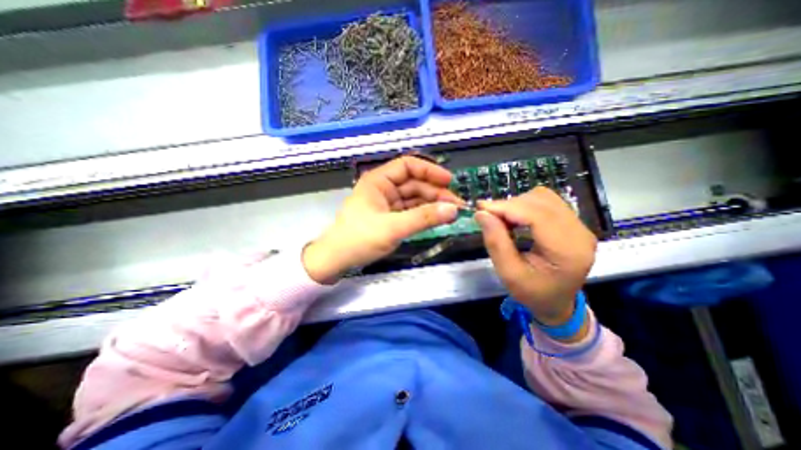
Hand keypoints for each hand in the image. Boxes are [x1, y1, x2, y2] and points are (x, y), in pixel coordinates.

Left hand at [303, 156, 463, 284]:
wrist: (337, 260)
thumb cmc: (359, 239)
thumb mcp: (393, 228)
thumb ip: (423, 218)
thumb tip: (453, 209)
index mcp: (379, 181)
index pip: (408, 166)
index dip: (429, 170)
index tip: (449, 181)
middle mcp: (384, 188)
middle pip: (414, 183)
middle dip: (435, 192)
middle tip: (456, 204)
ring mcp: (387, 203)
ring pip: (414, 198)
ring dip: (432, 204)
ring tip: (451, 213)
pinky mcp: (389, 217)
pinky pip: (411, 211)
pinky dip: (424, 214)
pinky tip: (437, 218)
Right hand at [475, 187, 592, 330]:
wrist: (557, 303)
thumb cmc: (533, 293)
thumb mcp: (509, 274)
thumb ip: (495, 242)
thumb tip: (481, 214)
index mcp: (567, 251)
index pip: (537, 215)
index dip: (506, 208)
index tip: (481, 209)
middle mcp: (580, 233)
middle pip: (541, 202)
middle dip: (509, 205)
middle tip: (487, 215)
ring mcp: (579, 226)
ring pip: (543, 197)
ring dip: (517, 204)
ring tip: (501, 218)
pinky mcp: (573, 223)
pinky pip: (547, 202)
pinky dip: (525, 205)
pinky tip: (514, 218)